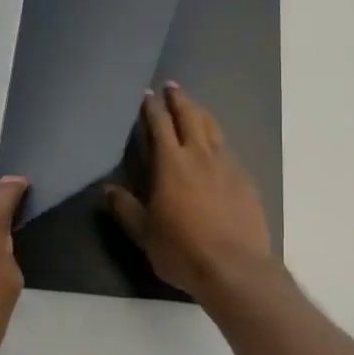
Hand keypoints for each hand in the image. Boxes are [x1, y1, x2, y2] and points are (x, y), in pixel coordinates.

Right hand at [105, 83, 273, 298]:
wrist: (235, 267)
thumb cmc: (182, 250)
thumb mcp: (145, 233)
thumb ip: (126, 208)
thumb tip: (107, 189)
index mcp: (171, 163)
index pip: (159, 125)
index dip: (152, 108)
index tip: (147, 94)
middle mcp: (200, 155)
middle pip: (190, 117)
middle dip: (179, 99)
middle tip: (172, 87)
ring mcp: (227, 165)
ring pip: (213, 129)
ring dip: (201, 113)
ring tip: (195, 107)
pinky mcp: (246, 180)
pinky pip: (228, 150)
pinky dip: (218, 141)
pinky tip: (217, 148)